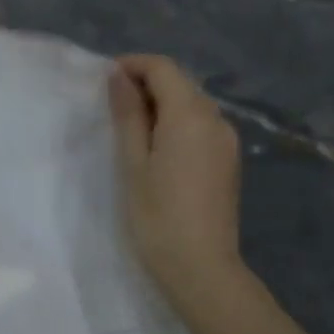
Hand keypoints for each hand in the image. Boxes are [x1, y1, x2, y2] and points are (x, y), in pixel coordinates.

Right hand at [108, 55, 246, 313]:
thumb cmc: (157, 215)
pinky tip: (156, 148)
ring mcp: (227, 140)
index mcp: (191, 115)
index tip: (104, 81)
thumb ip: (128, 114)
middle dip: (146, 83)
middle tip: (111, 106)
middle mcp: (216, 119)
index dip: (133, 65)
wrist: (201, 269)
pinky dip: (176, 123)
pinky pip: (201, 125)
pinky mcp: (229, 160)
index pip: (163, 68)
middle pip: (180, 82)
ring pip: (191, 104)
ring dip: (161, 104)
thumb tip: (119, 76)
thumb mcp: (133, 162)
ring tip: (130, 129)